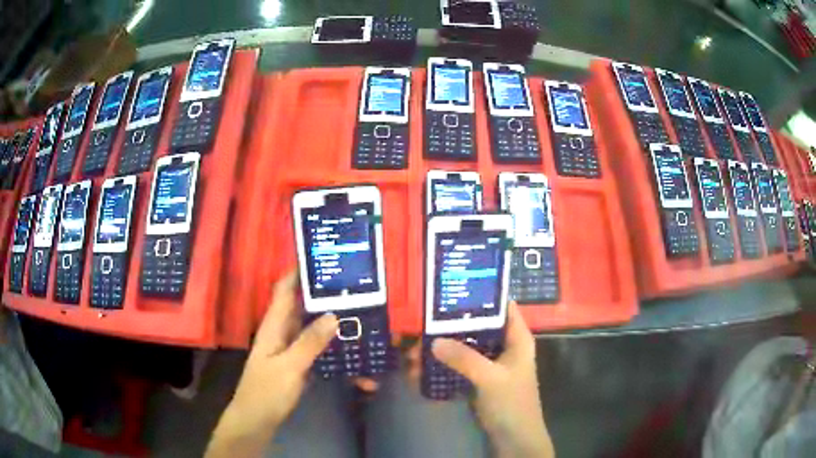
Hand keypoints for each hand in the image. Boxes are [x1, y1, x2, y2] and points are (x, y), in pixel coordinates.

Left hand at [206, 271, 337, 457]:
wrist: (257, 419)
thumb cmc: (267, 391)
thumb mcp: (289, 366)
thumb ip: (310, 342)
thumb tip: (333, 314)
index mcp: (273, 325)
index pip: (284, 289)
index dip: (298, 271)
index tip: (322, 257)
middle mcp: (281, 331)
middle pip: (299, 304)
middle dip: (320, 292)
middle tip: (350, 282)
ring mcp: (288, 348)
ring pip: (309, 324)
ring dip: (327, 315)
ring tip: (355, 306)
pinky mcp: (296, 362)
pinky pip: (314, 344)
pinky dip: (329, 338)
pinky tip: (348, 339)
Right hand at [431, 302, 553, 457]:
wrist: (513, 438)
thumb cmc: (512, 404)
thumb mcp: (491, 378)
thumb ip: (465, 358)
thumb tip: (433, 340)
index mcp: (517, 338)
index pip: (502, 306)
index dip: (482, 294)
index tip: (452, 287)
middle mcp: (504, 346)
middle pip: (478, 325)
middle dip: (451, 324)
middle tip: (422, 320)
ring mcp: (490, 363)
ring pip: (465, 346)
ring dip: (442, 347)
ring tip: (414, 348)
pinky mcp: (478, 378)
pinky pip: (459, 364)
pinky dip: (443, 364)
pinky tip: (421, 366)